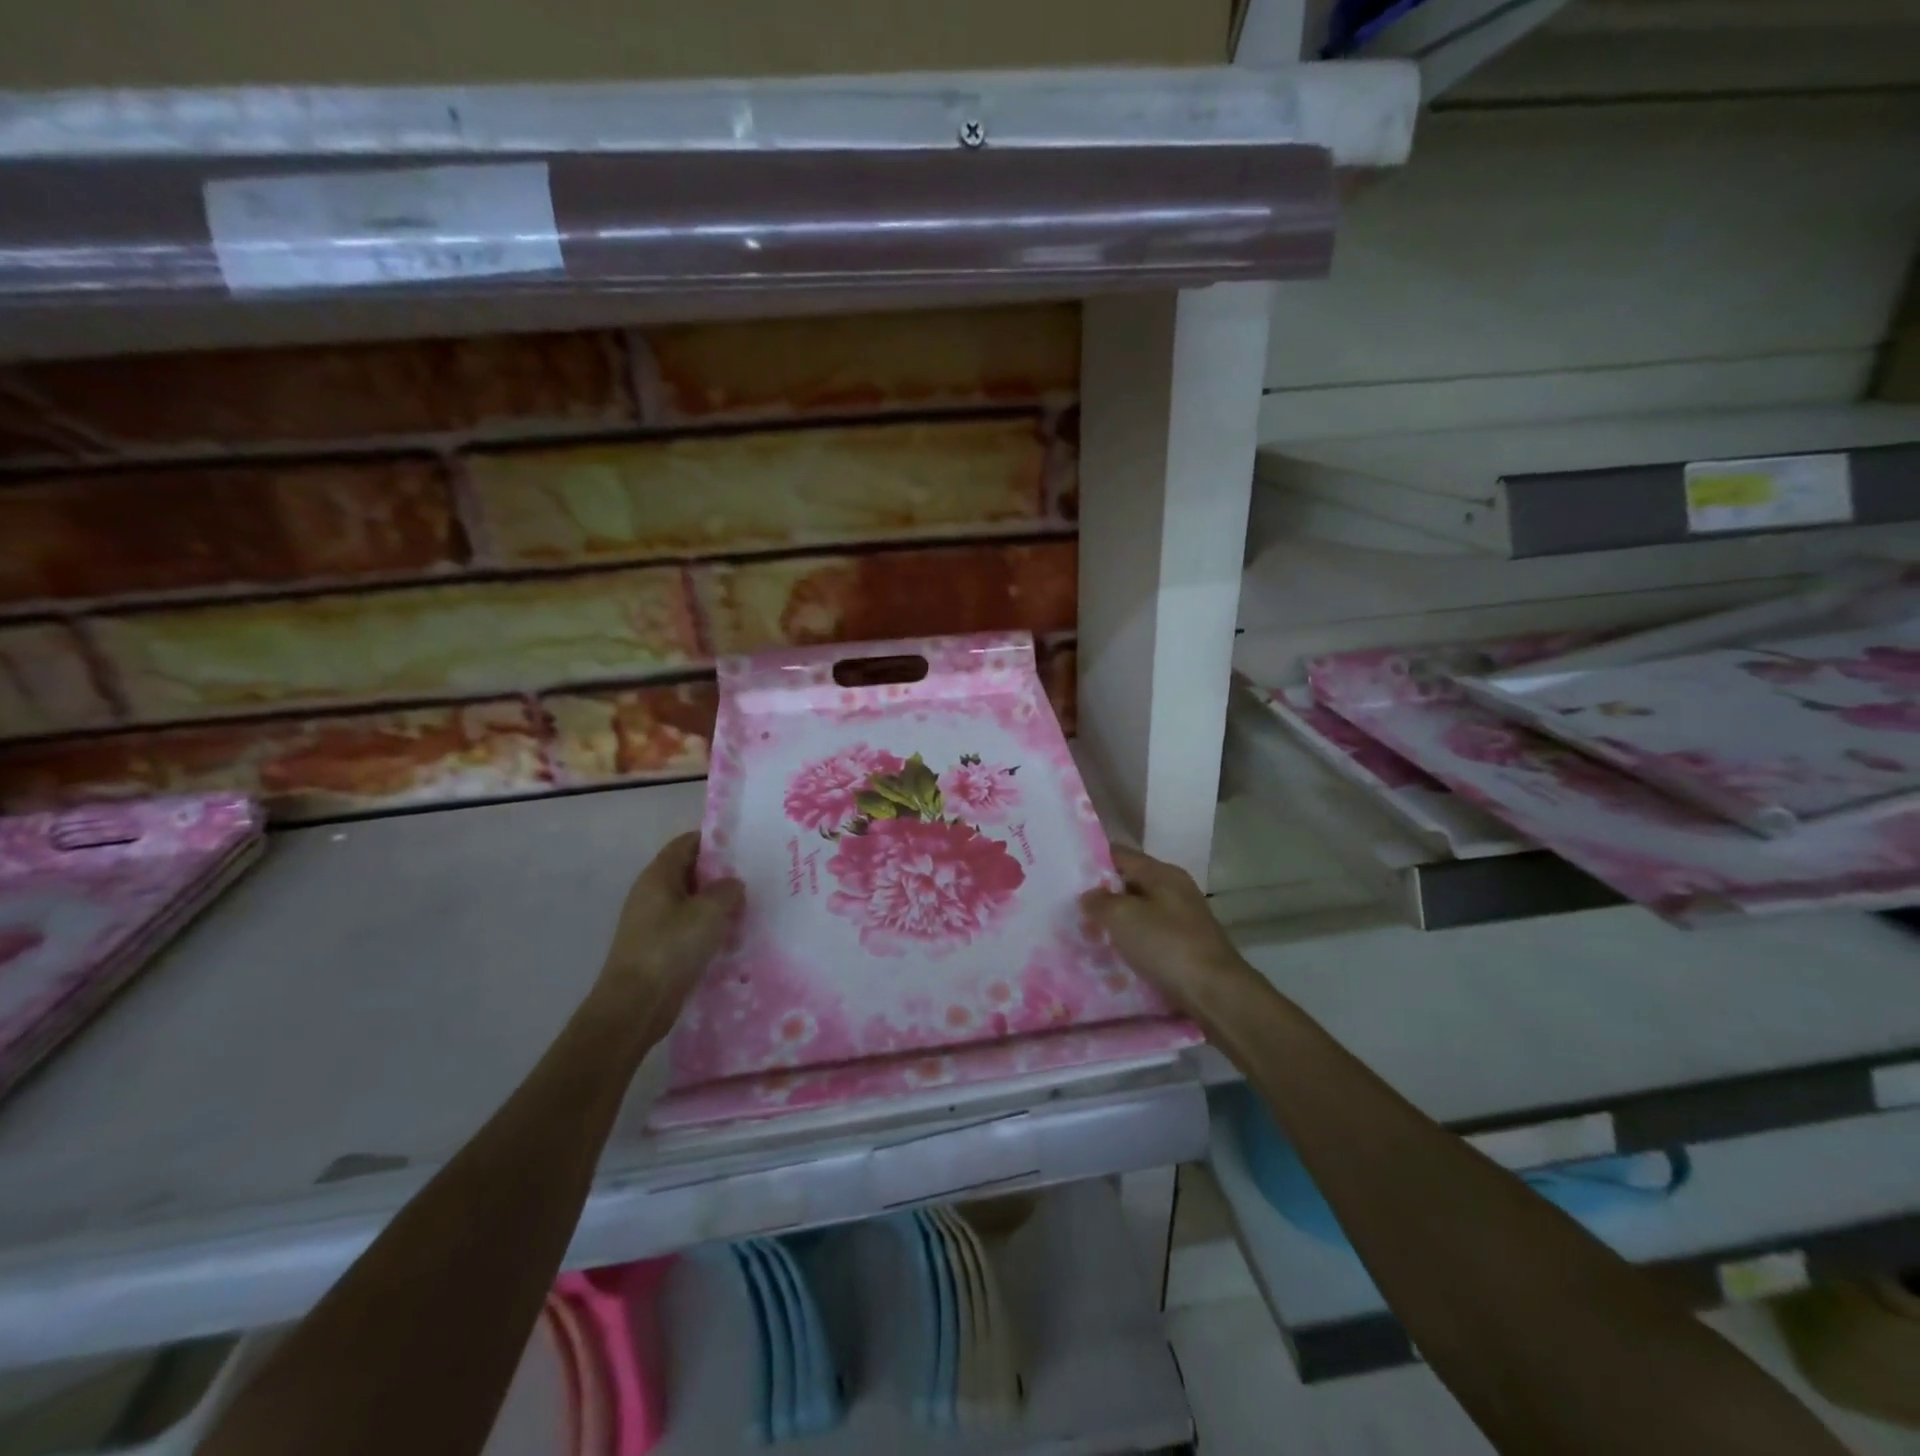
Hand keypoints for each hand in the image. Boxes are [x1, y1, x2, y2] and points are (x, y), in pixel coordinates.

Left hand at [595, 832, 743, 1021]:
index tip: (745, 844)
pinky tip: (733, 936)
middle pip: (691, 871)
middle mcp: (653, 893)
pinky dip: (710, 927)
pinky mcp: (660, 947)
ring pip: (693, 901)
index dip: (714, 839)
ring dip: (718, 903)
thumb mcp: (708, 911)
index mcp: (658, 876)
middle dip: (721, 873)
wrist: (635, 1006)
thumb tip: (733, 884)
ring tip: (750, 906)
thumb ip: (727, 889)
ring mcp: (654, 922)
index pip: (687, 843)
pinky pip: (690, 927)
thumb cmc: (670, 948)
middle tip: (755, 876)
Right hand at [1080, 845, 1249, 1016]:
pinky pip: (1150, 937)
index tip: (1066, 875)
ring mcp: (1183, 919)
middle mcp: (1175, 890)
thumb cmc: (1166, 945)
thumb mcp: (1123, 917)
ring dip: (1116, 923)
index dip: (1093, 861)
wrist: (1215, 993)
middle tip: (1072, 910)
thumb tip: (1089, 895)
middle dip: (1102, 896)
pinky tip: (1114, 957)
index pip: (1120, 855)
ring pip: (1139, 913)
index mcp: (1162, 873)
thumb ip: (1099, 901)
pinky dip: (1132, 943)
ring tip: (1088, 935)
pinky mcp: (1185, 946)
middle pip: (1130, 884)